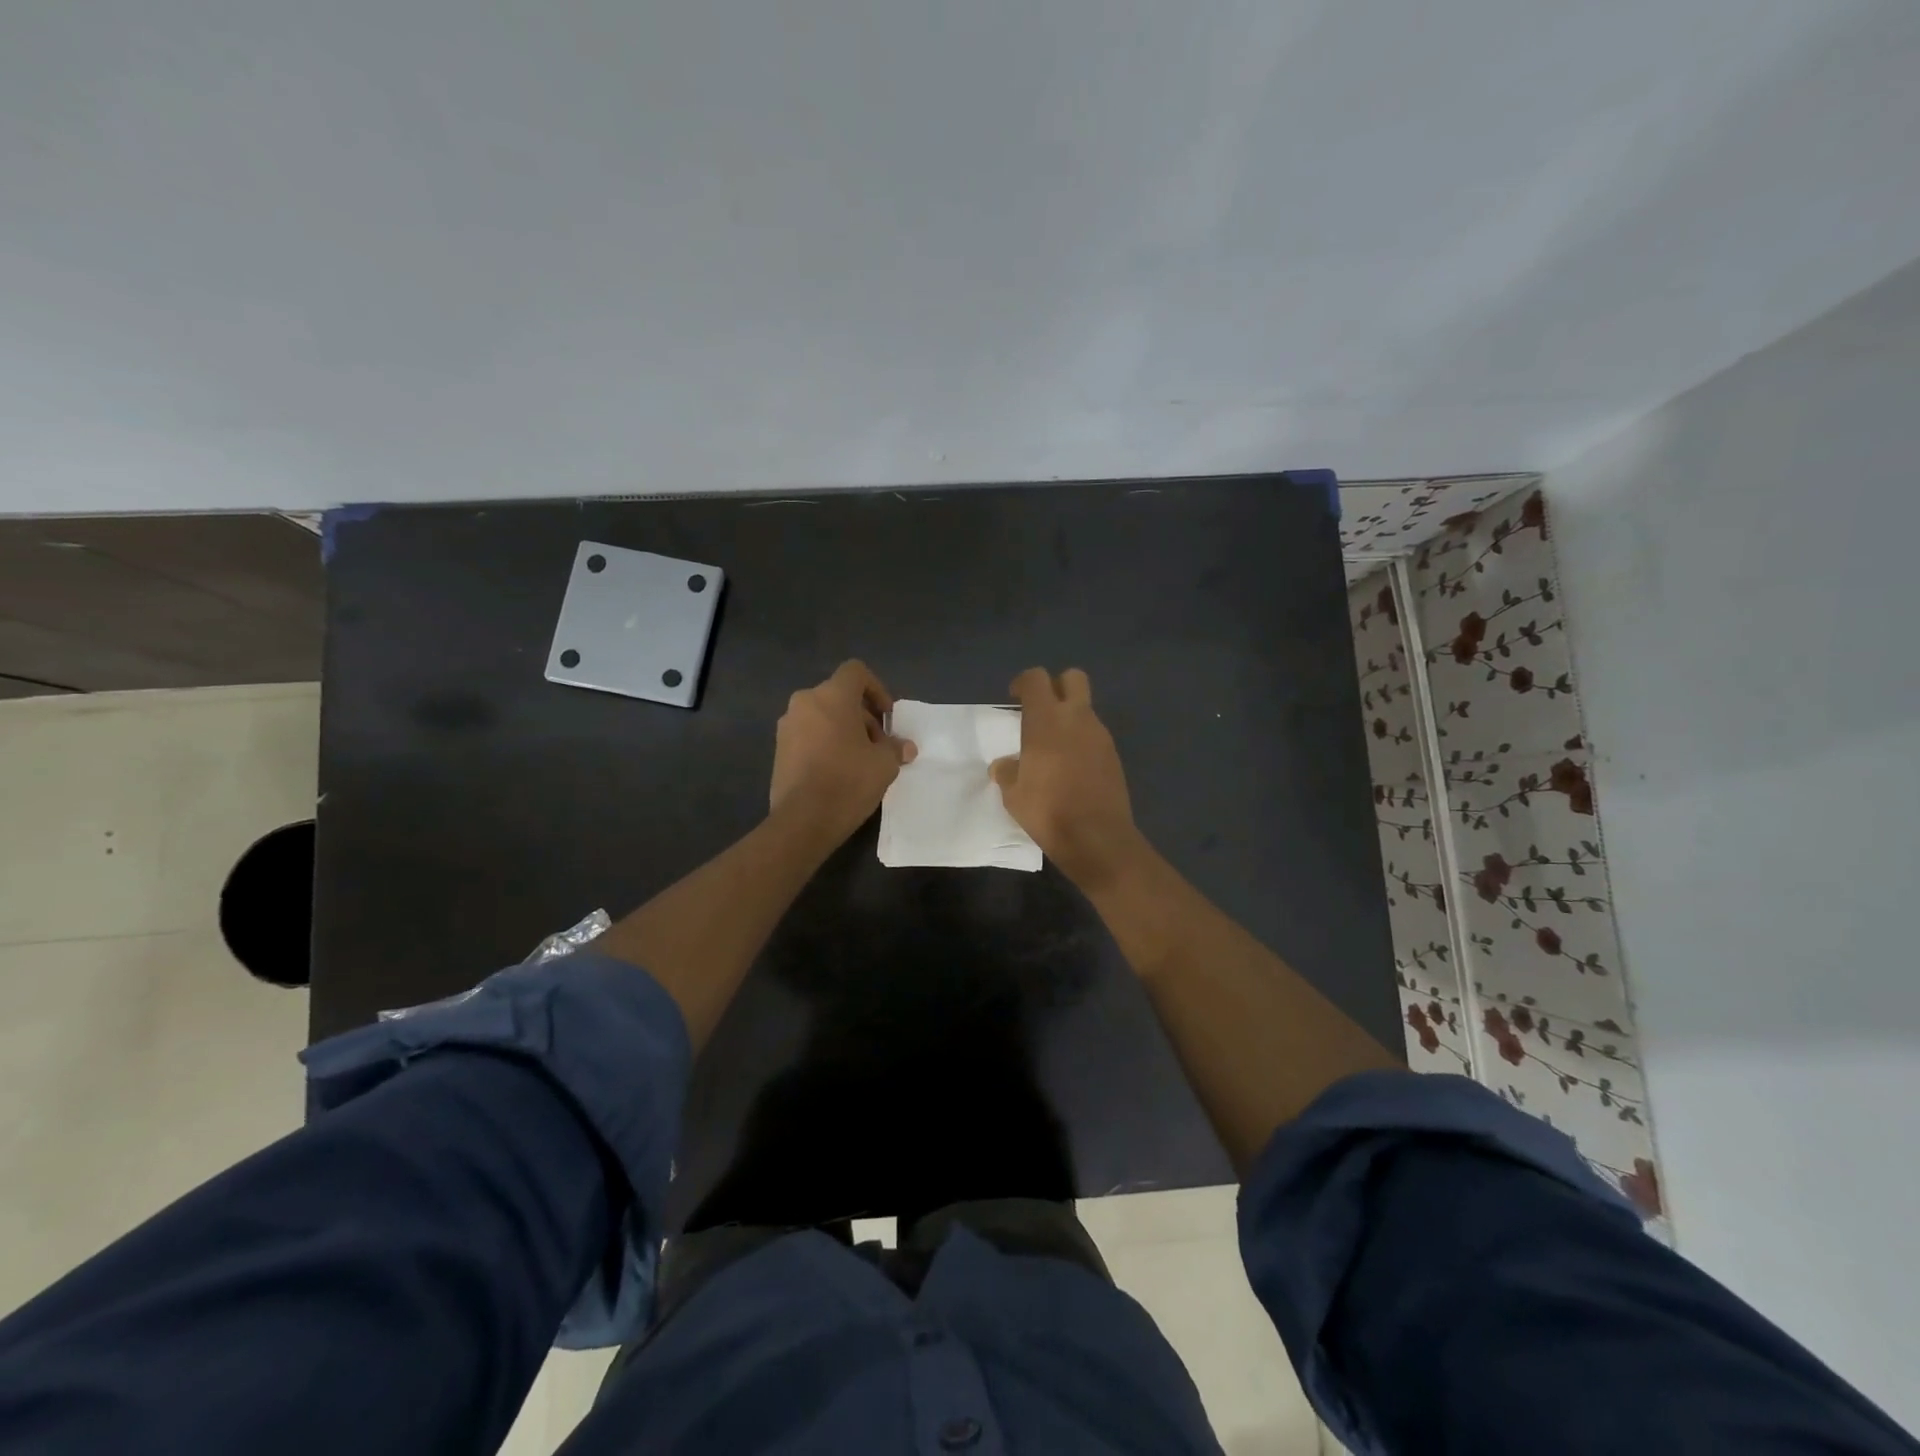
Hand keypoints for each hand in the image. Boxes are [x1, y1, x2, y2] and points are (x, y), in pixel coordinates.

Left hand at [769, 661, 916, 844]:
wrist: (803, 819)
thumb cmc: (849, 781)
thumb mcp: (884, 764)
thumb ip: (895, 748)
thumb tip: (904, 747)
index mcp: (832, 696)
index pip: (856, 672)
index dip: (876, 689)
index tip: (887, 717)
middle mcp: (805, 702)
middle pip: (839, 696)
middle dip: (862, 716)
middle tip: (878, 745)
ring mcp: (787, 725)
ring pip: (823, 716)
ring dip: (843, 730)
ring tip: (860, 760)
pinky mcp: (779, 749)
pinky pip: (808, 734)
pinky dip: (825, 743)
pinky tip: (838, 771)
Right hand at [990, 667, 1146, 890]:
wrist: (1097, 838)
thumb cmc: (1048, 811)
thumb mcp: (1013, 795)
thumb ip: (1007, 772)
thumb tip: (1004, 765)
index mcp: (1046, 721)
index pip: (1036, 679)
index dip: (1024, 683)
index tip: (1015, 698)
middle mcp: (1077, 719)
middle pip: (1072, 678)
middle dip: (1056, 686)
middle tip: (1041, 710)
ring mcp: (1100, 736)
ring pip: (1085, 709)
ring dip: (1070, 717)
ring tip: (1053, 747)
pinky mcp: (1114, 755)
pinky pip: (1094, 735)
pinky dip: (1081, 741)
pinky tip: (1071, 768)